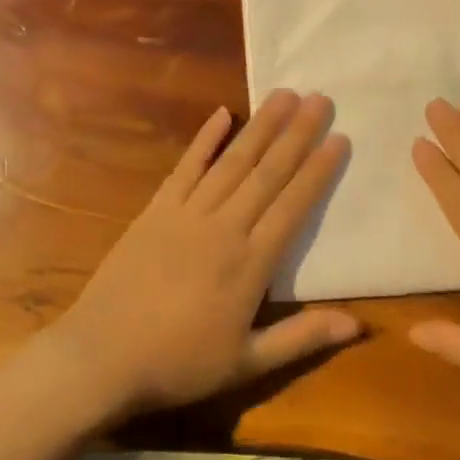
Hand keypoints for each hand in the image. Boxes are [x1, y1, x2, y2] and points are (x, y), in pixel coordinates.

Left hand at [49, 90, 356, 419]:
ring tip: (284, 95)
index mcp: (250, 264)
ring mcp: (186, 214)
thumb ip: (302, 337)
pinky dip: (204, 140)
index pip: (293, 206)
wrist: (101, 358)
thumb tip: (358, 325)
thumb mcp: (247, 363)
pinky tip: (222, 114)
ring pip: (232, 162)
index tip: (338, 138)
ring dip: (261, 127)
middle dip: (297, 134)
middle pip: (267, 173)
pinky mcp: (155, 211)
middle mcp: (223, 227)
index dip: (318, 171)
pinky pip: (185, 167)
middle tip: (320, 98)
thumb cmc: (178, 364)